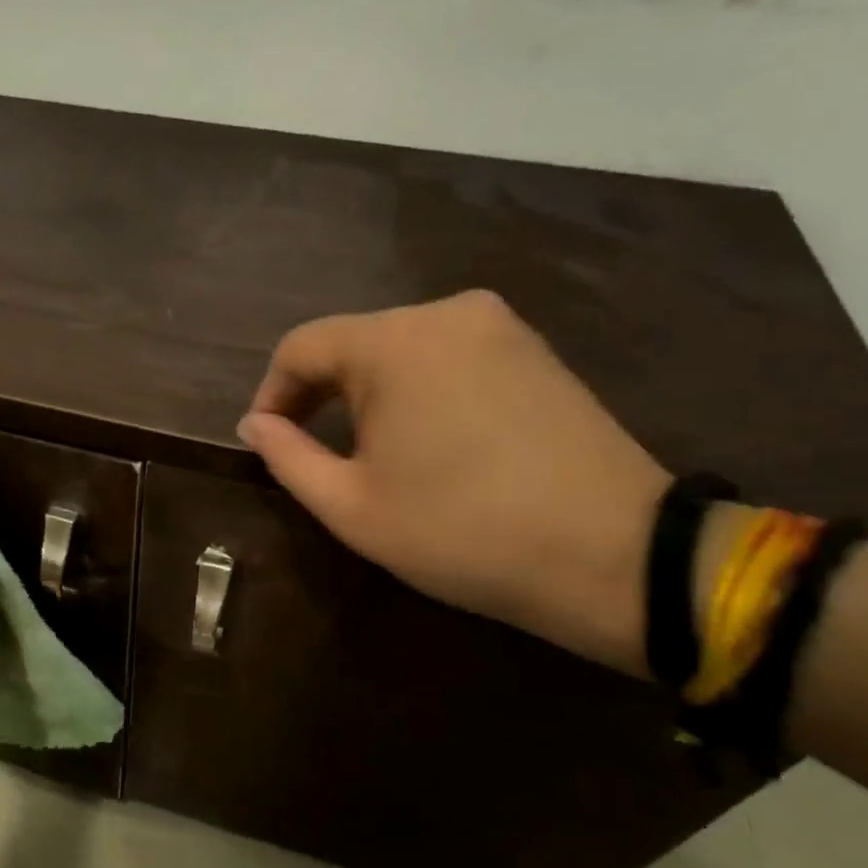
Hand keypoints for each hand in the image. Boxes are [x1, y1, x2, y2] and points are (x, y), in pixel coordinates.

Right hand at [237, 290, 669, 676]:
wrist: (612, 555)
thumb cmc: (459, 531)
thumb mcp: (349, 505)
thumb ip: (286, 457)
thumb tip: (255, 423)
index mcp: (394, 341)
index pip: (301, 347)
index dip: (271, 393)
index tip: (266, 443)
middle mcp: (446, 312)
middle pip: (353, 343)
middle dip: (321, 395)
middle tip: (315, 455)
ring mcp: (500, 327)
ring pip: (402, 349)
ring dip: (370, 394)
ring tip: (372, 454)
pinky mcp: (536, 351)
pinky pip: (450, 357)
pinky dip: (420, 390)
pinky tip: (429, 441)